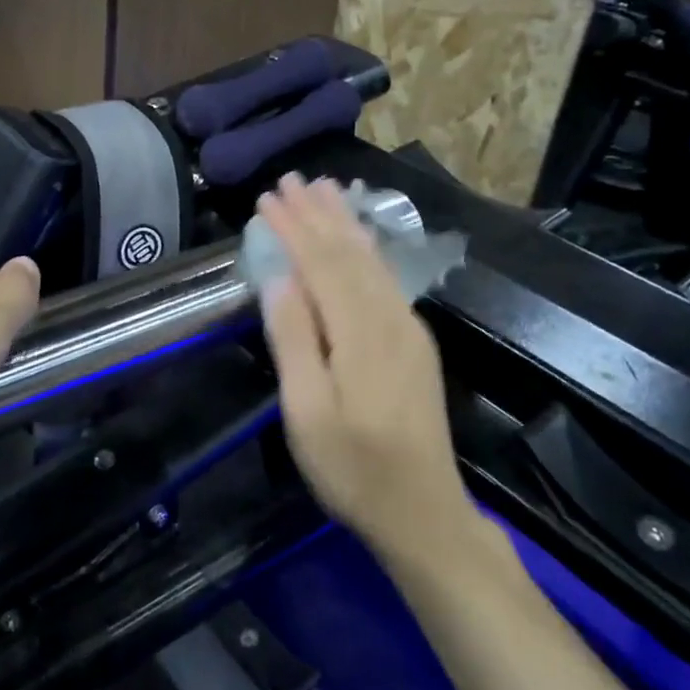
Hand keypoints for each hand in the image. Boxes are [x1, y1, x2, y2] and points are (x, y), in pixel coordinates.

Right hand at [256, 175, 469, 559]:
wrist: (424, 511)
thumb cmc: (353, 468)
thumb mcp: (306, 413)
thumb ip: (293, 341)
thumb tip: (279, 278)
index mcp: (360, 333)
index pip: (321, 264)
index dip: (293, 228)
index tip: (266, 199)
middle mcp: (390, 318)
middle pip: (349, 252)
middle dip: (319, 213)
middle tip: (292, 178)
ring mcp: (408, 327)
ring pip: (372, 260)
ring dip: (345, 222)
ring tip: (325, 189)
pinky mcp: (414, 340)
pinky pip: (386, 277)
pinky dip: (366, 248)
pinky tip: (358, 237)